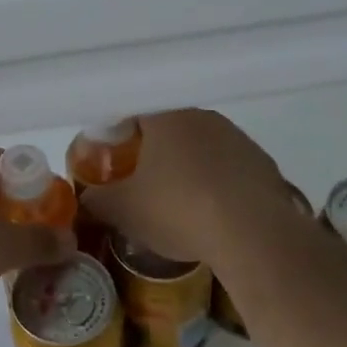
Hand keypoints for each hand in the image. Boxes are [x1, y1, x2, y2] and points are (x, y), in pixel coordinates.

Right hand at [78, 110, 291, 267]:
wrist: (253, 234)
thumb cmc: (179, 210)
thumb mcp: (125, 211)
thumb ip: (98, 201)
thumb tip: (84, 199)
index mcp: (165, 117)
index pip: (134, 113)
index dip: (121, 135)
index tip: (116, 160)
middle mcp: (201, 116)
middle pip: (169, 128)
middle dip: (156, 152)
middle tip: (144, 183)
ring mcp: (236, 137)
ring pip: (202, 147)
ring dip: (189, 167)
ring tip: (181, 203)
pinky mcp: (262, 162)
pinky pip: (230, 168)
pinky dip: (218, 184)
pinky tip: (214, 213)